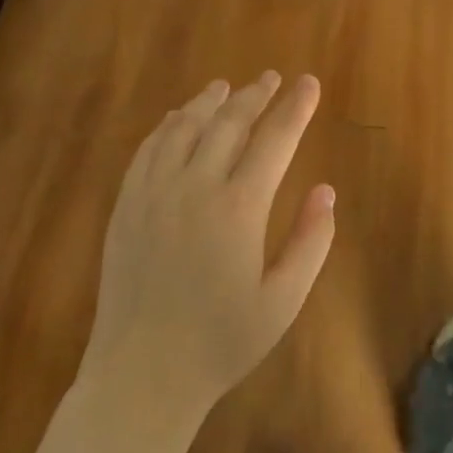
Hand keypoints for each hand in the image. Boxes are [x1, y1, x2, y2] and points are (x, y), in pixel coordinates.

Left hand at [79, 72, 335, 426]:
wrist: (143, 374)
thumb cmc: (222, 342)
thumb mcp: (283, 301)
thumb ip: (310, 242)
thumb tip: (326, 191)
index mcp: (240, 208)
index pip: (275, 140)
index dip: (295, 108)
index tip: (309, 84)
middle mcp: (195, 187)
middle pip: (229, 123)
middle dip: (256, 96)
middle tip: (273, 78)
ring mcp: (154, 193)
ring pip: (185, 127)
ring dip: (209, 102)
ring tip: (227, 86)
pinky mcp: (126, 205)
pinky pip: (148, 149)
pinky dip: (168, 126)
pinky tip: (178, 119)